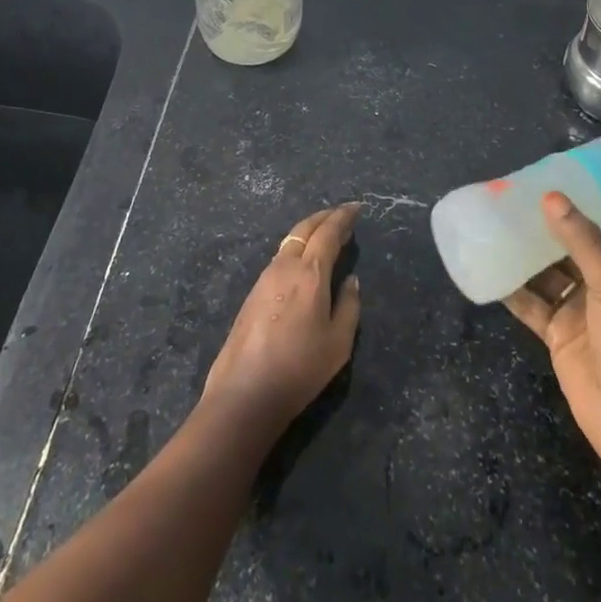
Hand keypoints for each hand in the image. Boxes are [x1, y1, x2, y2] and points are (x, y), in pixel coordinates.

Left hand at [201, 203, 361, 435]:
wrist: (244, 393)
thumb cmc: (299, 368)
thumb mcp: (338, 343)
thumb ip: (349, 306)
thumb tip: (350, 280)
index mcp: (309, 273)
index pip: (328, 233)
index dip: (343, 218)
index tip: (356, 208)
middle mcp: (285, 266)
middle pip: (305, 229)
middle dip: (325, 217)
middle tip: (341, 214)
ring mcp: (264, 278)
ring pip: (289, 241)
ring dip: (309, 232)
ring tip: (325, 235)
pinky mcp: (252, 294)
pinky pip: (280, 258)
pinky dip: (296, 248)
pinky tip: (303, 261)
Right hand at [505, 183, 600, 506]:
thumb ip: (582, 241)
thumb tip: (550, 197)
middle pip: (592, 242)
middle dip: (570, 218)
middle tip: (538, 186)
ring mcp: (586, 309)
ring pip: (556, 269)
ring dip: (534, 248)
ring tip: (504, 217)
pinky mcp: (561, 332)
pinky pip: (532, 301)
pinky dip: (513, 287)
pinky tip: (490, 265)